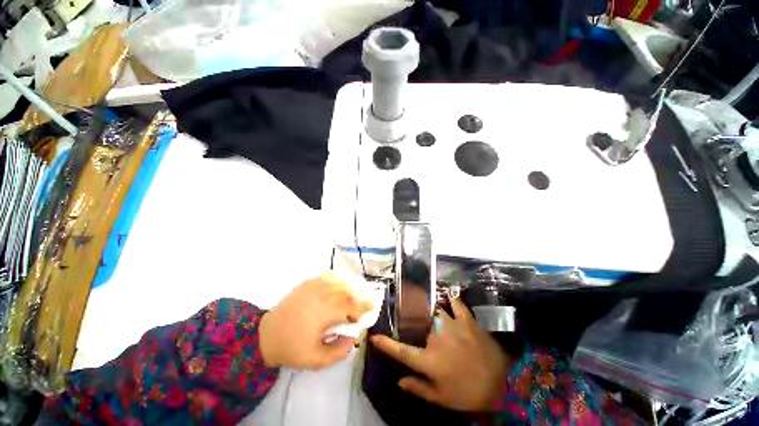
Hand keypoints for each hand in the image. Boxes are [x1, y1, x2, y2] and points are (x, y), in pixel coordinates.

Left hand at [260, 273, 372, 369]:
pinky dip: (337, 279)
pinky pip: (326, 276)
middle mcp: (320, 295)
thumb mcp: (315, 360)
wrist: (265, 336)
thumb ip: (338, 352)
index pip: (349, 306)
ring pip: (338, 281)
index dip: (359, 311)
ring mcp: (312, 286)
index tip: (361, 319)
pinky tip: (340, 285)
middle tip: (363, 306)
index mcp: (323, 312)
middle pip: (347, 291)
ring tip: (353, 297)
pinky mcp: (306, 284)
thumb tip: (352, 338)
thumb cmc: (291, 348)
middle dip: (358, 299)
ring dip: (349, 289)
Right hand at [371, 297, 509, 411]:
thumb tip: (398, 381)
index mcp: (429, 359)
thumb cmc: (468, 393)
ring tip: (432, 315)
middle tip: (420, 330)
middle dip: (416, 327)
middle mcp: (436, 338)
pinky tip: (449, 296)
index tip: (374, 336)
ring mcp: (452, 325)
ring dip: (432, 314)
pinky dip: (452, 299)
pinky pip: (457, 304)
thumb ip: (418, 388)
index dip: (386, 344)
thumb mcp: (442, 398)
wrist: (503, 385)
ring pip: (435, 312)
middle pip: (419, 326)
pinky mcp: (467, 320)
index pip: (401, 351)